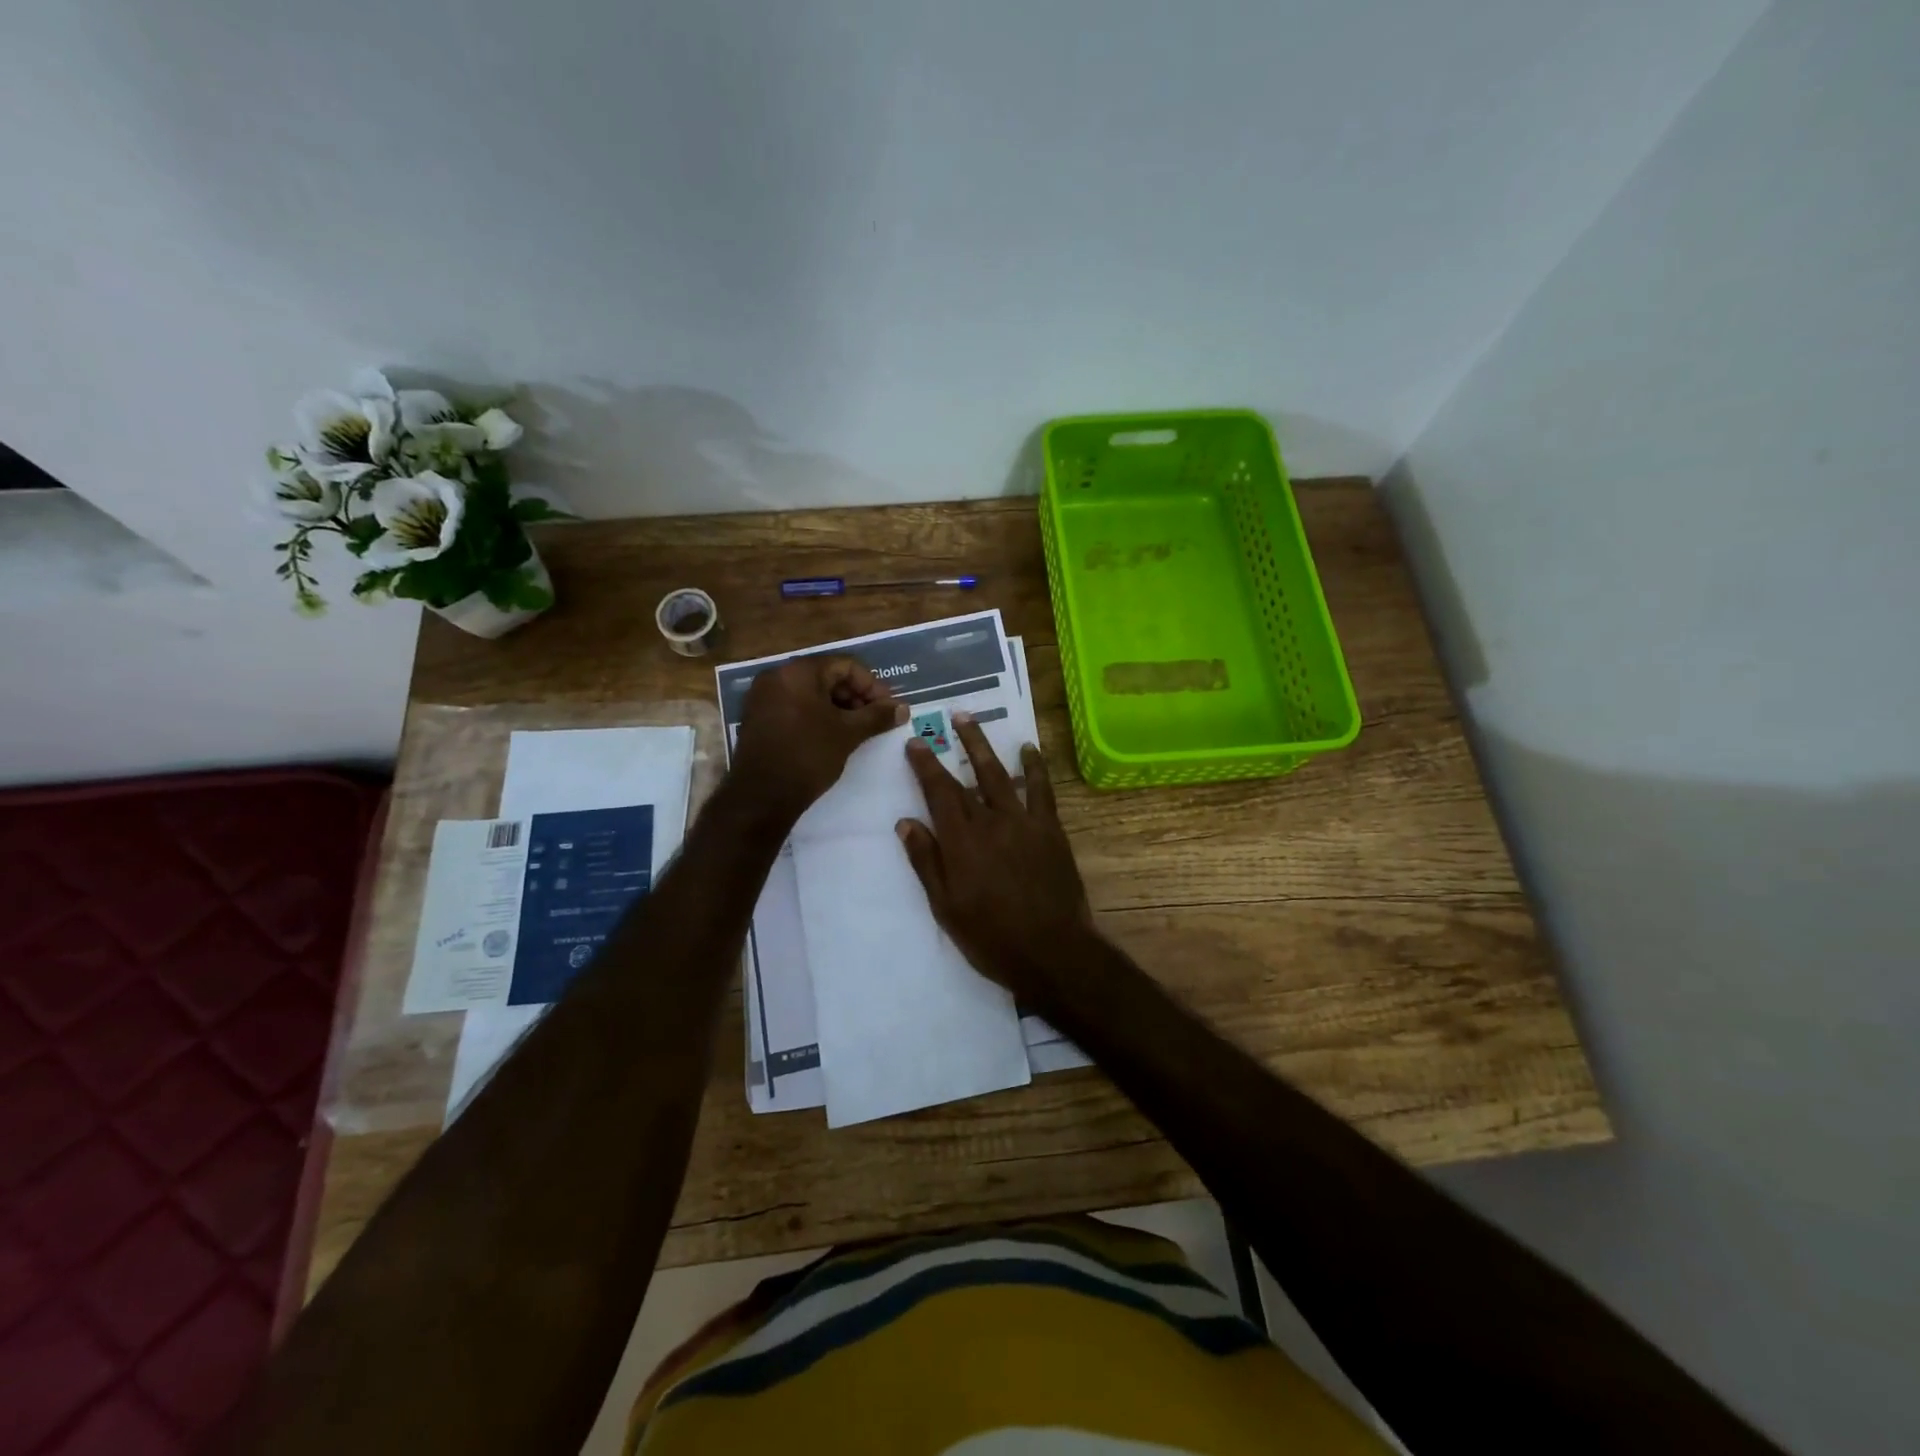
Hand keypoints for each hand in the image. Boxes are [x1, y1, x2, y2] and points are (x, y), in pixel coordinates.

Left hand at [731, 655, 906, 817]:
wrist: (761, 797)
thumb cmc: (808, 756)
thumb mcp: (848, 734)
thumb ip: (877, 716)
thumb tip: (903, 708)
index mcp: (798, 672)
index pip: (845, 666)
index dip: (872, 685)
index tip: (889, 708)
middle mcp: (777, 677)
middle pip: (827, 676)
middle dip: (856, 696)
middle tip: (876, 719)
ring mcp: (763, 698)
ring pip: (811, 693)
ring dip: (839, 708)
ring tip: (858, 730)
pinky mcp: (758, 718)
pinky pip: (795, 707)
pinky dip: (817, 716)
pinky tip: (834, 736)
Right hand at [897, 712, 1097, 1003]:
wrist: (1052, 950)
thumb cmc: (991, 937)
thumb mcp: (946, 907)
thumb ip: (927, 862)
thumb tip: (905, 822)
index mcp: (961, 841)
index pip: (938, 793)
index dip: (925, 765)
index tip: (915, 743)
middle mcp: (991, 822)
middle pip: (969, 776)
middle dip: (956, 744)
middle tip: (948, 718)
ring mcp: (1024, 822)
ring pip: (1000, 774)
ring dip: (986, 745)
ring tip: (973, 721)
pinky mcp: (1050, 829)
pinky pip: (1041, 790)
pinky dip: (1034, 768)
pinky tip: (1029, 750)